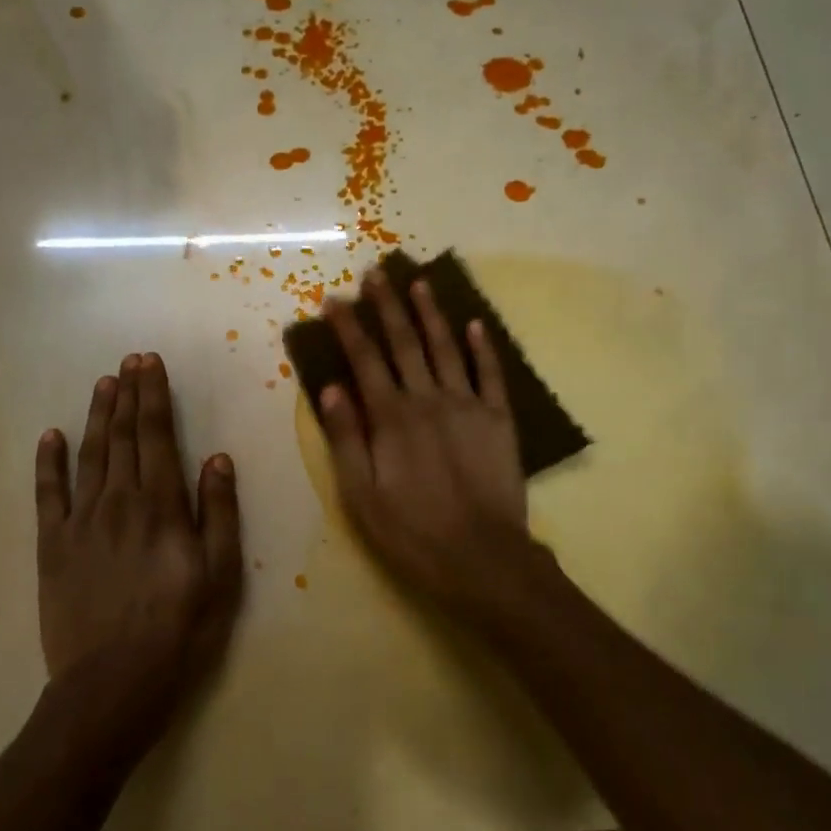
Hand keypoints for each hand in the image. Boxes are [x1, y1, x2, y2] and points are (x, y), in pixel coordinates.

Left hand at [35, 353, 242, 737]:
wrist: (113, 682)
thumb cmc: (180, 628)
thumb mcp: (221, 574)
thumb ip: (218, 512)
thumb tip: (217, 458)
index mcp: (161, 505)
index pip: (156, 436)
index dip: (153, 396)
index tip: (150, 364)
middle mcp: (119, 501)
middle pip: (122, 436)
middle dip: (127, 394)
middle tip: (129, 360)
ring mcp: (81, 521)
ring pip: (89, 455)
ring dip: (96, 416)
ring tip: (103, 384)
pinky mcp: (52, 545)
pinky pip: (47, 494)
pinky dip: (48, 462)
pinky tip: (50, 436)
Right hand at [318, 267, 535, 613]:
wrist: (483, 558)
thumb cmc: (412, 532)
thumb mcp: (361, 496)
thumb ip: (347, 439)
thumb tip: (331, 389)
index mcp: (391, 418)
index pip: (365, 360)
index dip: (349, 328)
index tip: (335, 300)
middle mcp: (428, 400)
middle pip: (404, 343)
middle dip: (388, 306)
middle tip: (375, 272)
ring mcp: (468, 406)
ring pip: (446, 348)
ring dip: (431, 313)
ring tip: (419, 282)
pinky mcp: (499, 419)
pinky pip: (491, 374)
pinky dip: (483, 347)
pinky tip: (475, 324)